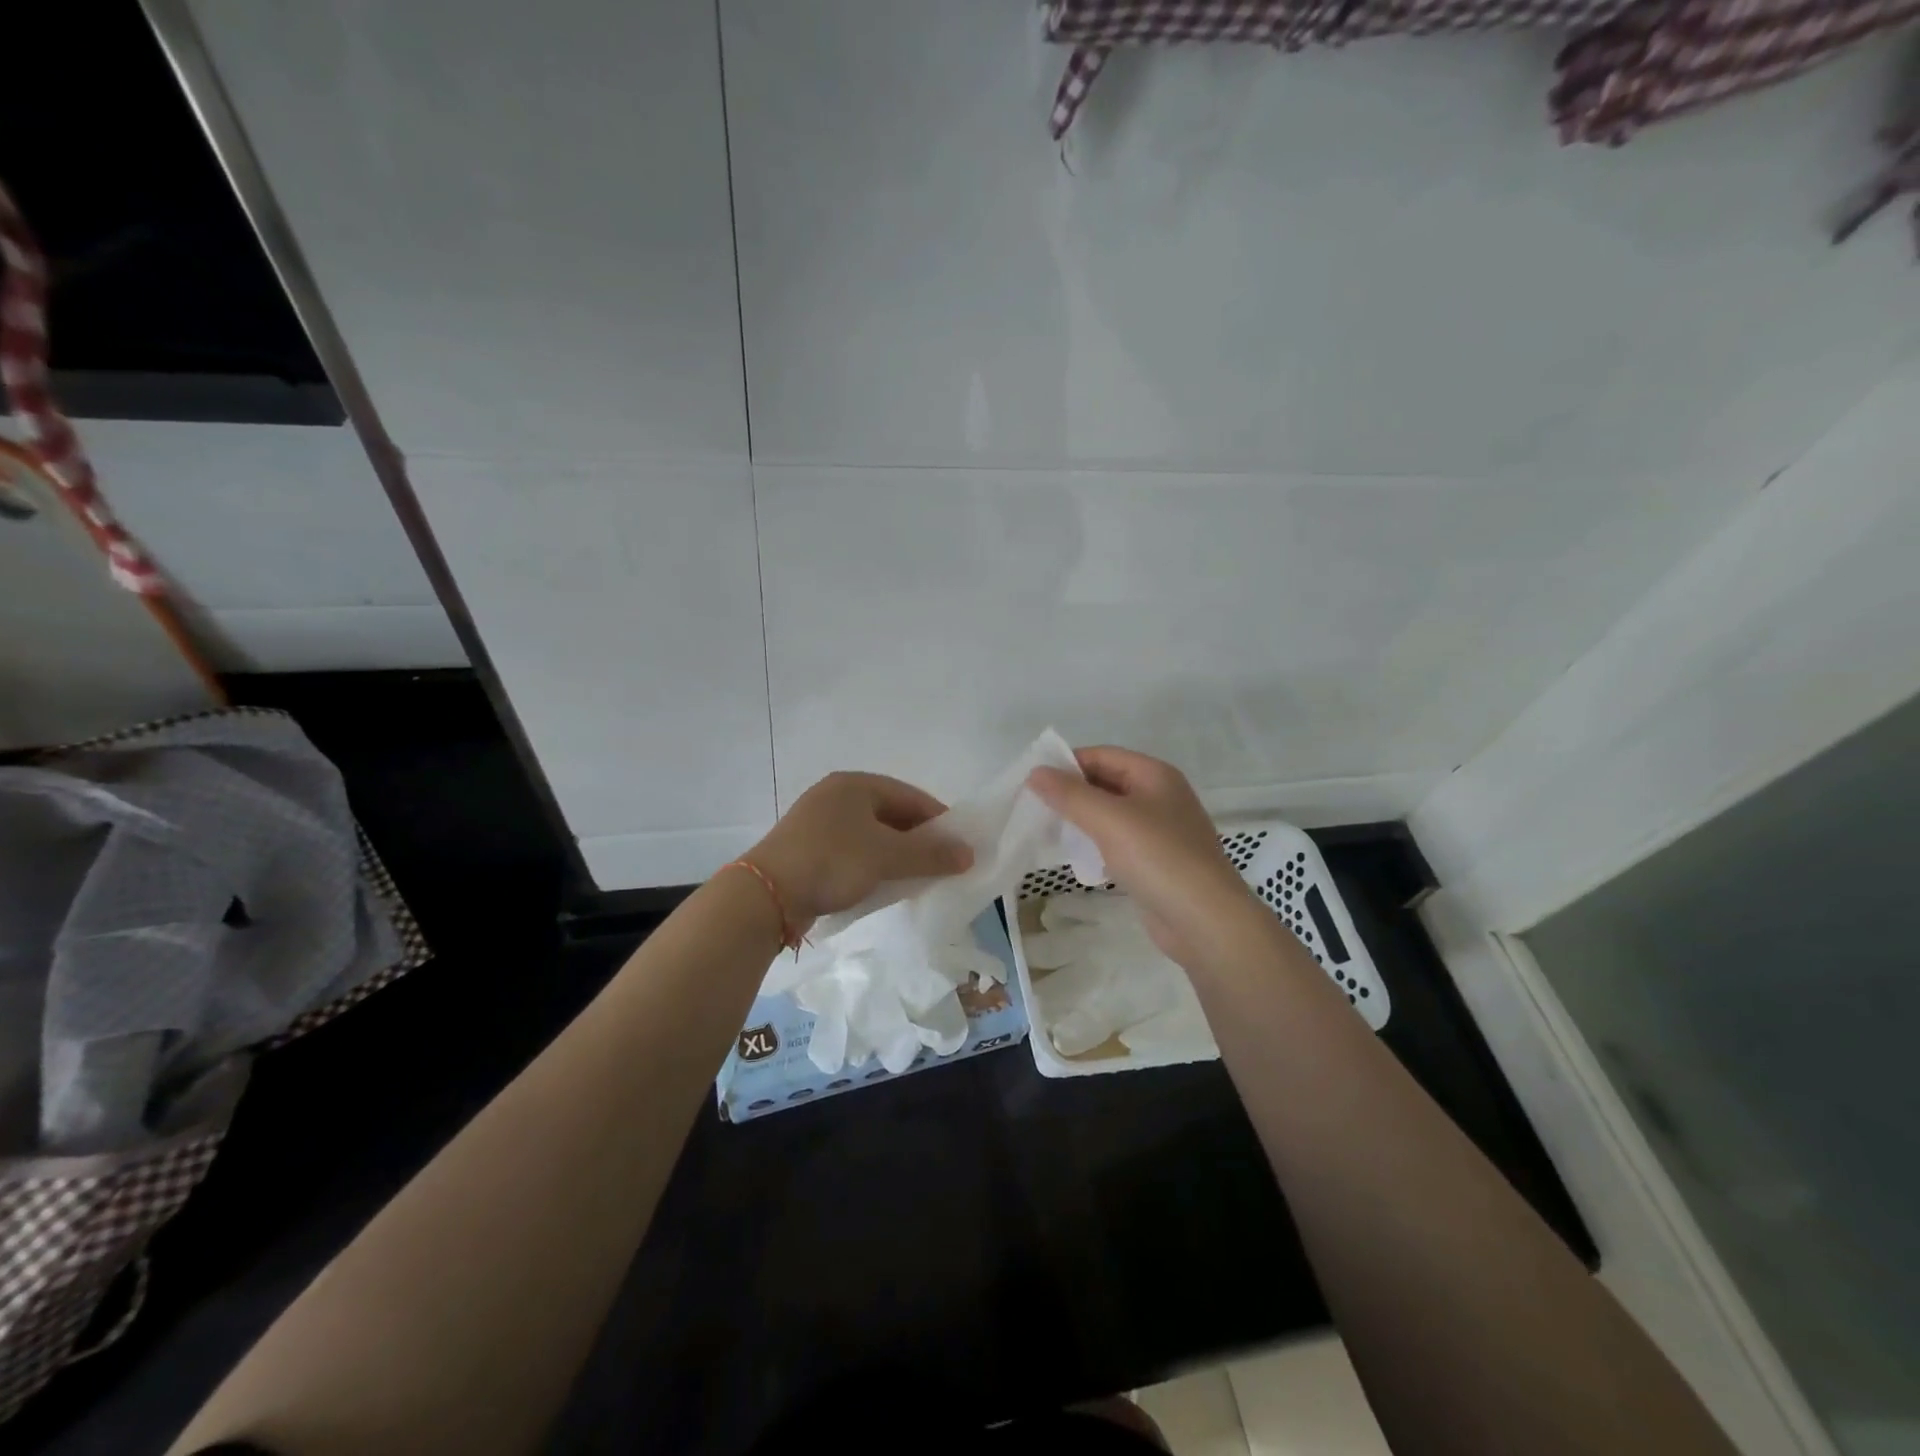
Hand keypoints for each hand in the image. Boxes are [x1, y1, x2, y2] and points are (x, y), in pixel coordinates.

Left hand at [746, 772, 973, 930]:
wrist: (766, 896)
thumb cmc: (832, 862)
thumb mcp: (887, 856)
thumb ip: (930, 854)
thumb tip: (969, 854)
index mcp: (855, 785)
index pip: (911, 796)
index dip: (940, 820)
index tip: (961, 846)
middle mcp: (836, 796)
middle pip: (892, 814)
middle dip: (919, 840)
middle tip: (942, 865)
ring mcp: (819, 822)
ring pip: (872, 835)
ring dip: (897, 855)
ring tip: (917, 878)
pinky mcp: (809, 849)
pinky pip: (853, 851)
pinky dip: (873, 865)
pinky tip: (884, 885)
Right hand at [1027, 747, 1264, 971]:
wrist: (1205, 921)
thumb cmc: (1158, 858)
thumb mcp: (1109, 819)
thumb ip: (1070, 794)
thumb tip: (1036, 772)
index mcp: (1155, 775)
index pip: (1102, 755)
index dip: (1067, 764)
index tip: (1032, 781)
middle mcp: (1160, 796)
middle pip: (1106, 783)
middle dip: (1071, 793)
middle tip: (1033, 807)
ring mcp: (1161, 831)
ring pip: (1111, 815)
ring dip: (1081, 820)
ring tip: (1047, 831)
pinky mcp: (1157, 862)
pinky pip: (1118, 842)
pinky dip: (1096, 844)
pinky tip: (1076, 857)